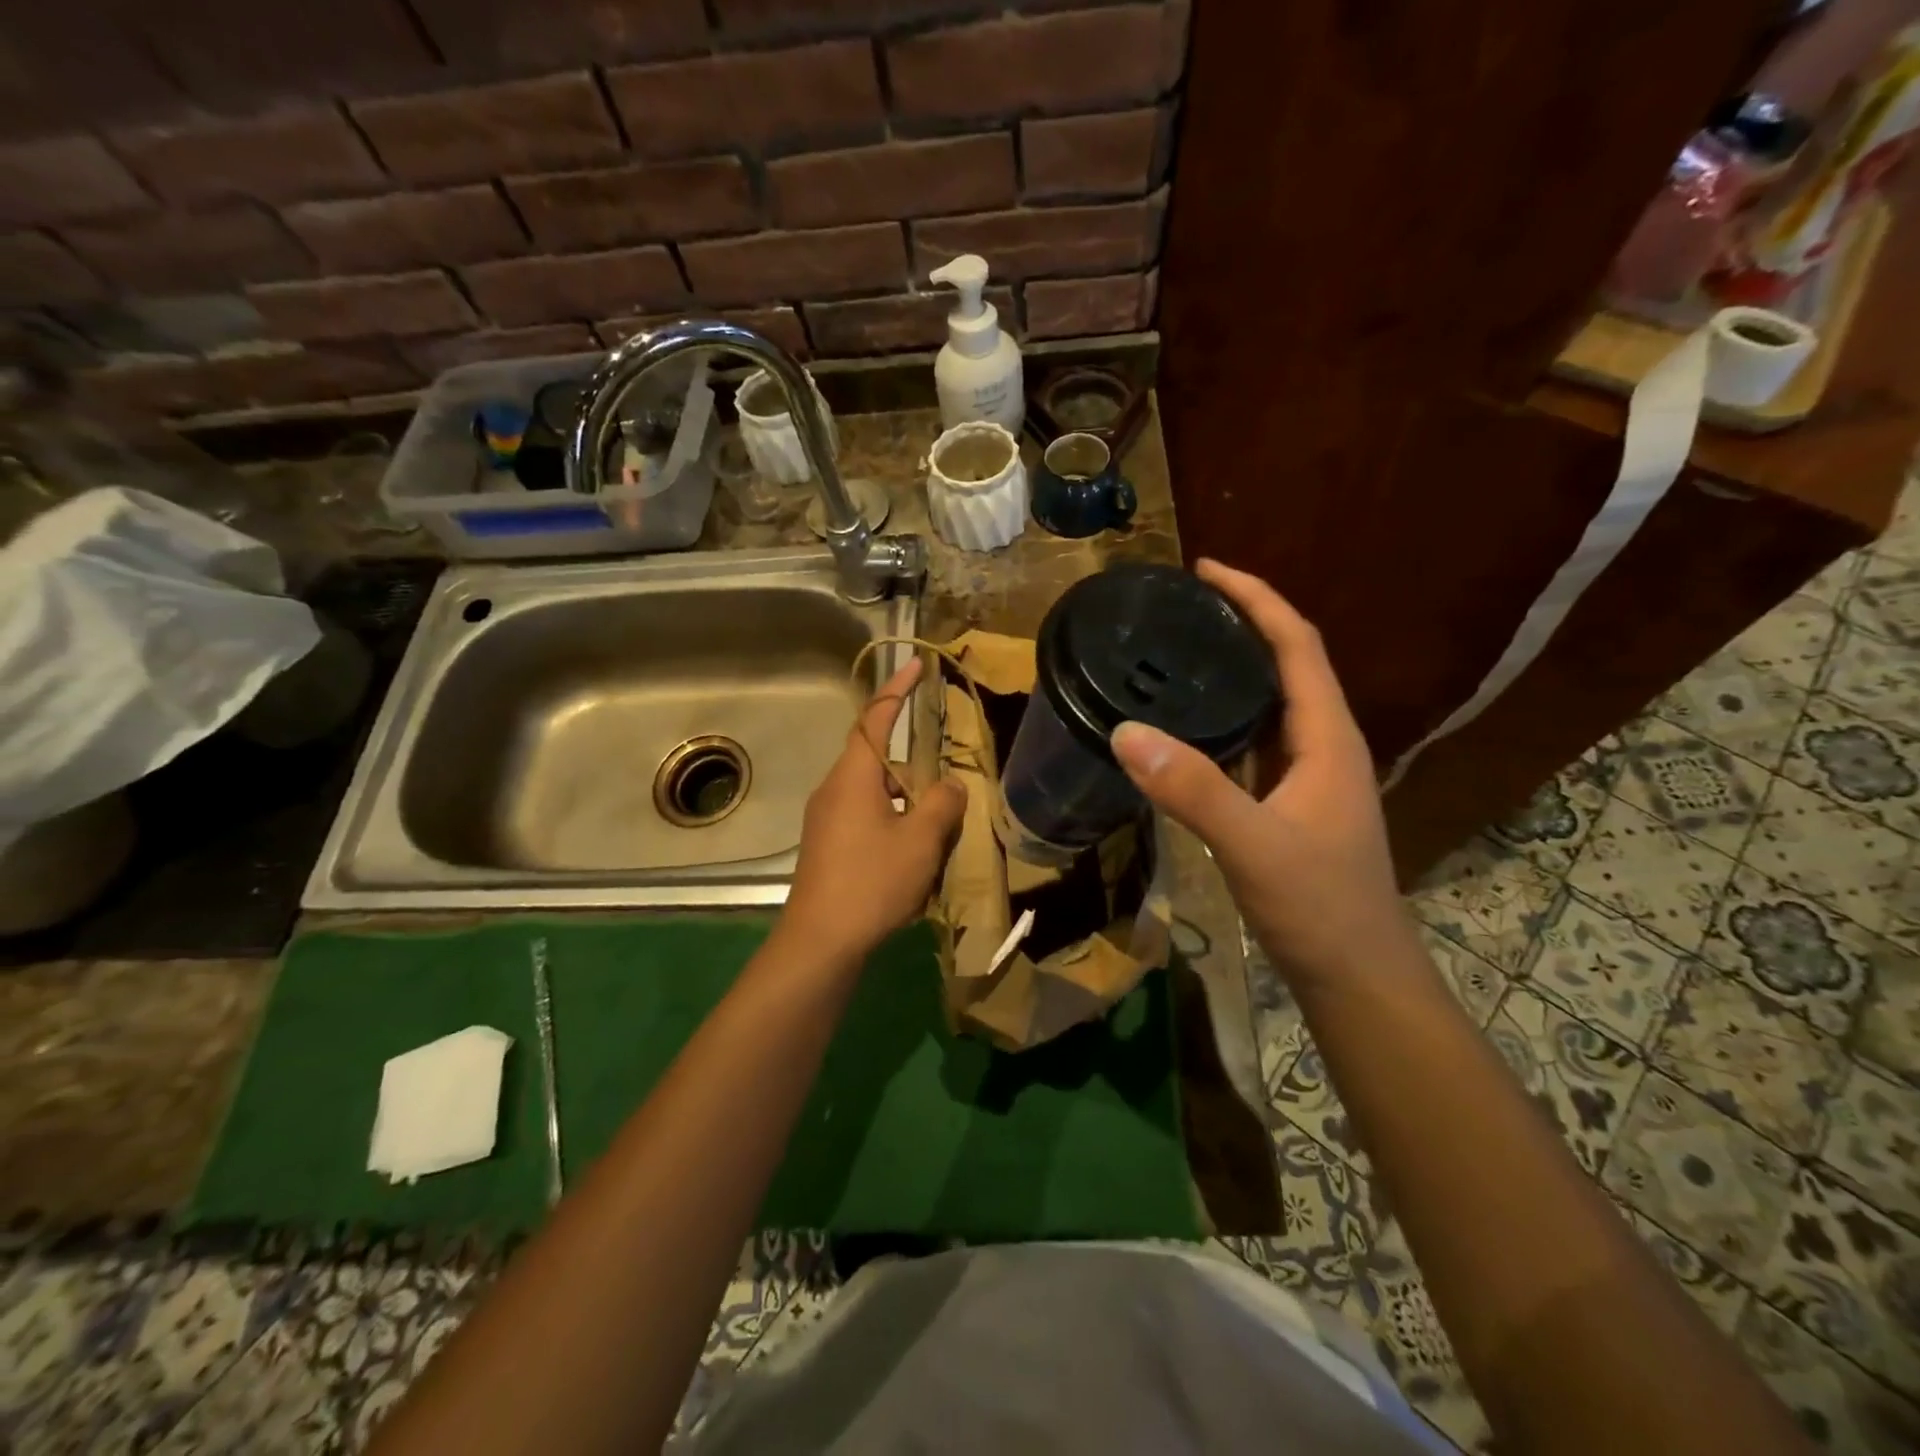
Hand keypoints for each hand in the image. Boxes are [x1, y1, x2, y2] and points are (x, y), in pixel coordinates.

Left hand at [781, 657, 967, 966]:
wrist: (820, 940)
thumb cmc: (871, 882)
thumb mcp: (920, 841)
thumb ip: (942, 804)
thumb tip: (949, 785)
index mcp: (853, 776)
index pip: (875, 718)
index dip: (897, 688)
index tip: (918, 664)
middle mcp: (834, 788)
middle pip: (875, 756)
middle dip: (910, 758)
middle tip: (942, 772)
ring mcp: (825, 818)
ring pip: (872, 790)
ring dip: (903, 795)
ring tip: (934, 823)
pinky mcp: (826, 844)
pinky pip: (864, 814)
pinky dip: (891, 818)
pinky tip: (910, 850)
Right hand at [1110, 560, 1414, 988]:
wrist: (1355, 975)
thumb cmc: (1319, 907)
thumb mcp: (1253, 846)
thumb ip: (1193, 789)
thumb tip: (1126, 732)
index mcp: (1326, 737)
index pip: (1297, 644)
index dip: (1256, 598)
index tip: (1206, 569)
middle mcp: (1322, 744)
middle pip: (1286, 663)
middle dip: (1240, 623)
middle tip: (1179, 606)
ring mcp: (1307, 775)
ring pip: (1269, 703)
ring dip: (1232, 669)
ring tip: (1175, 651)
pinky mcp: (1288, 802)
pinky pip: (1253, 741)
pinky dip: (1222, 717)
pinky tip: (1185, 724)